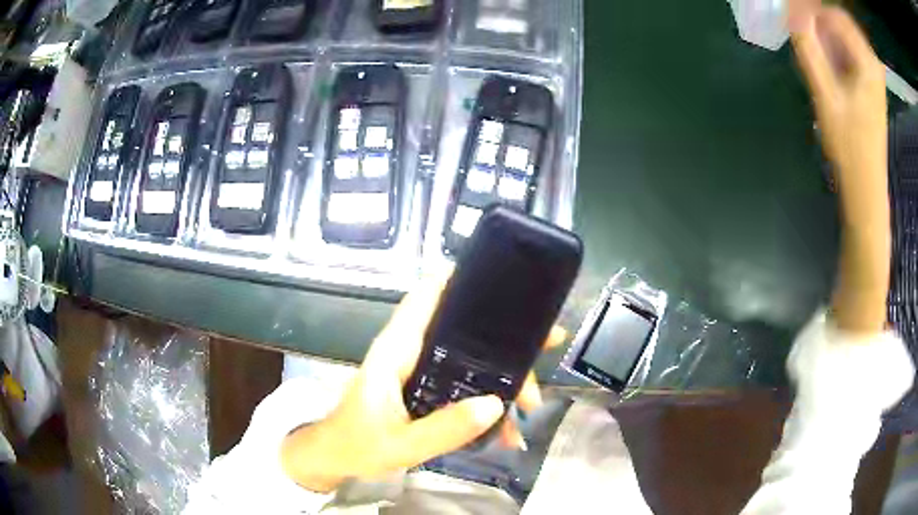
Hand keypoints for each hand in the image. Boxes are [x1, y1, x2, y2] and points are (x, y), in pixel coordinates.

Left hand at [280, 268, 566, 492]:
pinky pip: (464, 386)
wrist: (336, 458)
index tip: (501, 276)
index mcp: (396, 351)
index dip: (458, 280)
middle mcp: (411, 352)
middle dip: (506, 340)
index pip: (424, 299)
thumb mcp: (400, 444)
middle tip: (546, 345)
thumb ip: (444, 429)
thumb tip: (495, 404)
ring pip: (471, 360)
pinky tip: (507, 430)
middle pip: (463, 330)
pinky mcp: (426, 390)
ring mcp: (420, 371)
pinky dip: (487, 403)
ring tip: (530, 403)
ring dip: (503, 376)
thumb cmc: (356, 445)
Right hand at [790, 4, 889, 333]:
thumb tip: (792, 11)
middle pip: (842, 19)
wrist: (866, 185)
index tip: (791, 13)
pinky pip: (850, 46)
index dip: (812, 9)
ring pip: (845, 31)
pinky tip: (825, 57)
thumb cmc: (849, 147)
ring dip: (826, 30)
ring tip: (811, 44)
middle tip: (801, 28)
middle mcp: (873, 63)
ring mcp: (873, 71)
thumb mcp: (825, 95)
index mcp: (868, 64)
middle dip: (819, 17)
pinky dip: (834, 43)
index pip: (836, 15)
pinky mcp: (871, 78)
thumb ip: (808, 48)